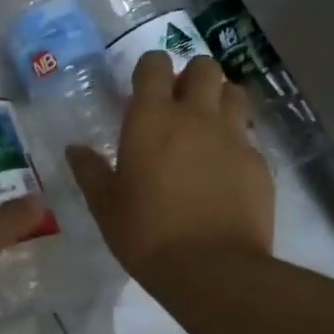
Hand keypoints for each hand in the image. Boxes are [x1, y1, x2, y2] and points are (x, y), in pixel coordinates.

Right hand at [66, 53, 274, 286]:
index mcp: (152, 118)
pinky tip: (226, 169)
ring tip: (208, 125)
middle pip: (204, 67)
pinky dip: (237, 141)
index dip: (151, 68)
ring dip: (220, 99)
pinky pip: (249, 136)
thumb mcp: (105, 205)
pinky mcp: (259, 163)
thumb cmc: (147, 233)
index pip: (155, 64)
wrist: (213, 270)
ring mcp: (233, 137)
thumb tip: (74, 149)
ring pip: (234, 93)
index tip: (144, 87)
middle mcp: (196, 116)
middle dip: (193, 76)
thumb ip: (90, 171)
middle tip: (180, 102)